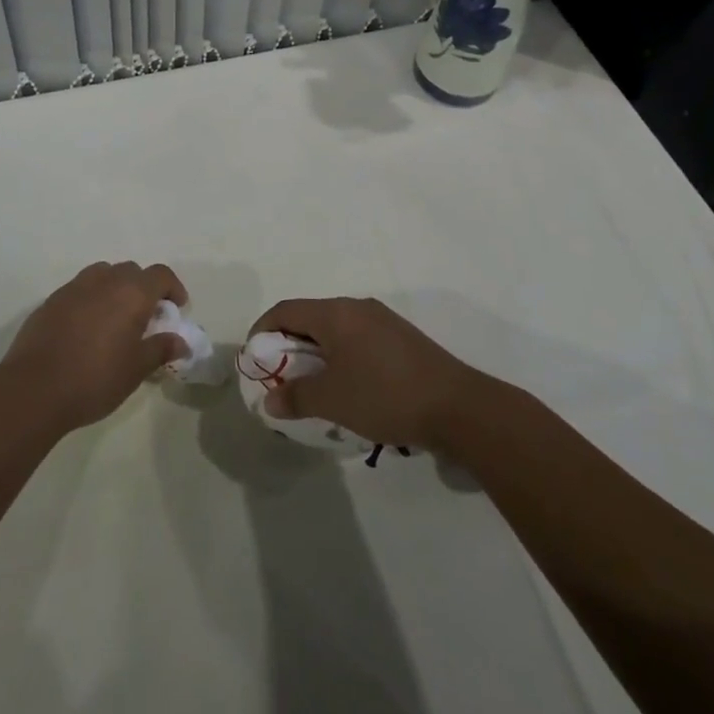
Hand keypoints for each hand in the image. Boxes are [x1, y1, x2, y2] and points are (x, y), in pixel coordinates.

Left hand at [0, 262, 189, 431]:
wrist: (34, 388)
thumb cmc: (95, 378)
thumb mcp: (136, 369)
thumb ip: (160, 349)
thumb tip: (180, 341)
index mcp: (131, 293)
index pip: (160, 275)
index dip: (172, 288)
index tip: (176, 308)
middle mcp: (104, 281)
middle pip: (131, 271)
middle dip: (143, 288)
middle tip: (146, 317)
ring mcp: (74, 287)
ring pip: (103, 275)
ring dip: (115, 288)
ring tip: (115, 319)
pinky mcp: (51, 300)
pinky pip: (79, 290)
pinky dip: (91, 299)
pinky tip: (86, 328)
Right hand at [250, 297, 485, 449]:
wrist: (459, 406)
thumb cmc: (385, 396)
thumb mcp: (333, 400)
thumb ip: (296, 397)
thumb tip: (270, 401)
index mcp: (335, 313)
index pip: (285, 310)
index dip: (263, 331)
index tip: (255, 360)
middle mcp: (356, 307)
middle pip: (310, 317)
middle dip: (290, 345)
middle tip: (282, 377)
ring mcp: (382, 320)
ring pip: (335, 329)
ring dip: (317, 353)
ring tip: (313, 386)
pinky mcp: (401, 338)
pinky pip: (357, 338)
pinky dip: (341, 356)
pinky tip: (349, 386)